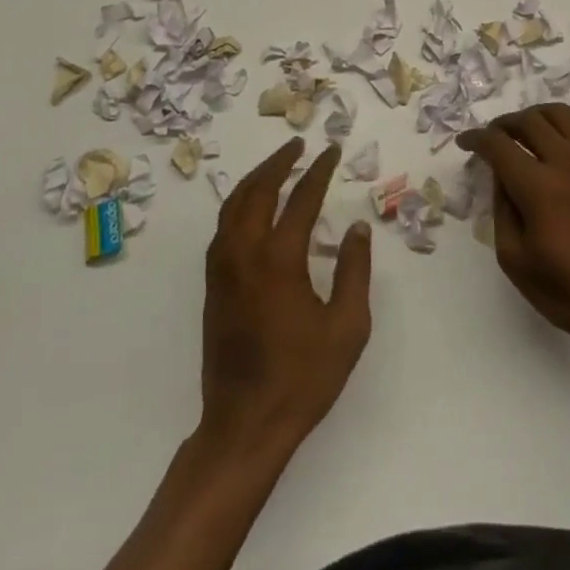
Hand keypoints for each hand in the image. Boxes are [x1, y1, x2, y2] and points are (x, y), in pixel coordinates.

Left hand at [198, 139, 371, 456]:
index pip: (301, 199)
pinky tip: (252, 206)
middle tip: (300, 145)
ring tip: (277, 165)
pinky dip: (239, 203)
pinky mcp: (213, 285)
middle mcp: (245, 254)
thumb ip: (354, 270)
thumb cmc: (303, 378)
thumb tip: (356, 227)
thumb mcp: (347, 327)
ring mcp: (223, 269)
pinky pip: (223, 227)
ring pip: (233, 205)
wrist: (244, 425)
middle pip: (257, 191)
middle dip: (279, 162)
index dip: (319, 171)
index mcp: (279, 260)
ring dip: (255, 179)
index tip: (332, 151)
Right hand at [458, 104, 569, 358]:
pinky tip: (559, 151)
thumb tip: (501, 178)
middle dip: (502, 123)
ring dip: (535, 117)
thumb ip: (502, 211)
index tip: (464, 143)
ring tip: (524, 134)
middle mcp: (565, 162)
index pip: (498, 144)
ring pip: (560, 114)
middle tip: (492, 138)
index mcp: (538, 187)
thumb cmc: (569, 291)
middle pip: (528, 120)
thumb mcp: (516, 261)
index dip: (475, 138)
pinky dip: (566, 131)